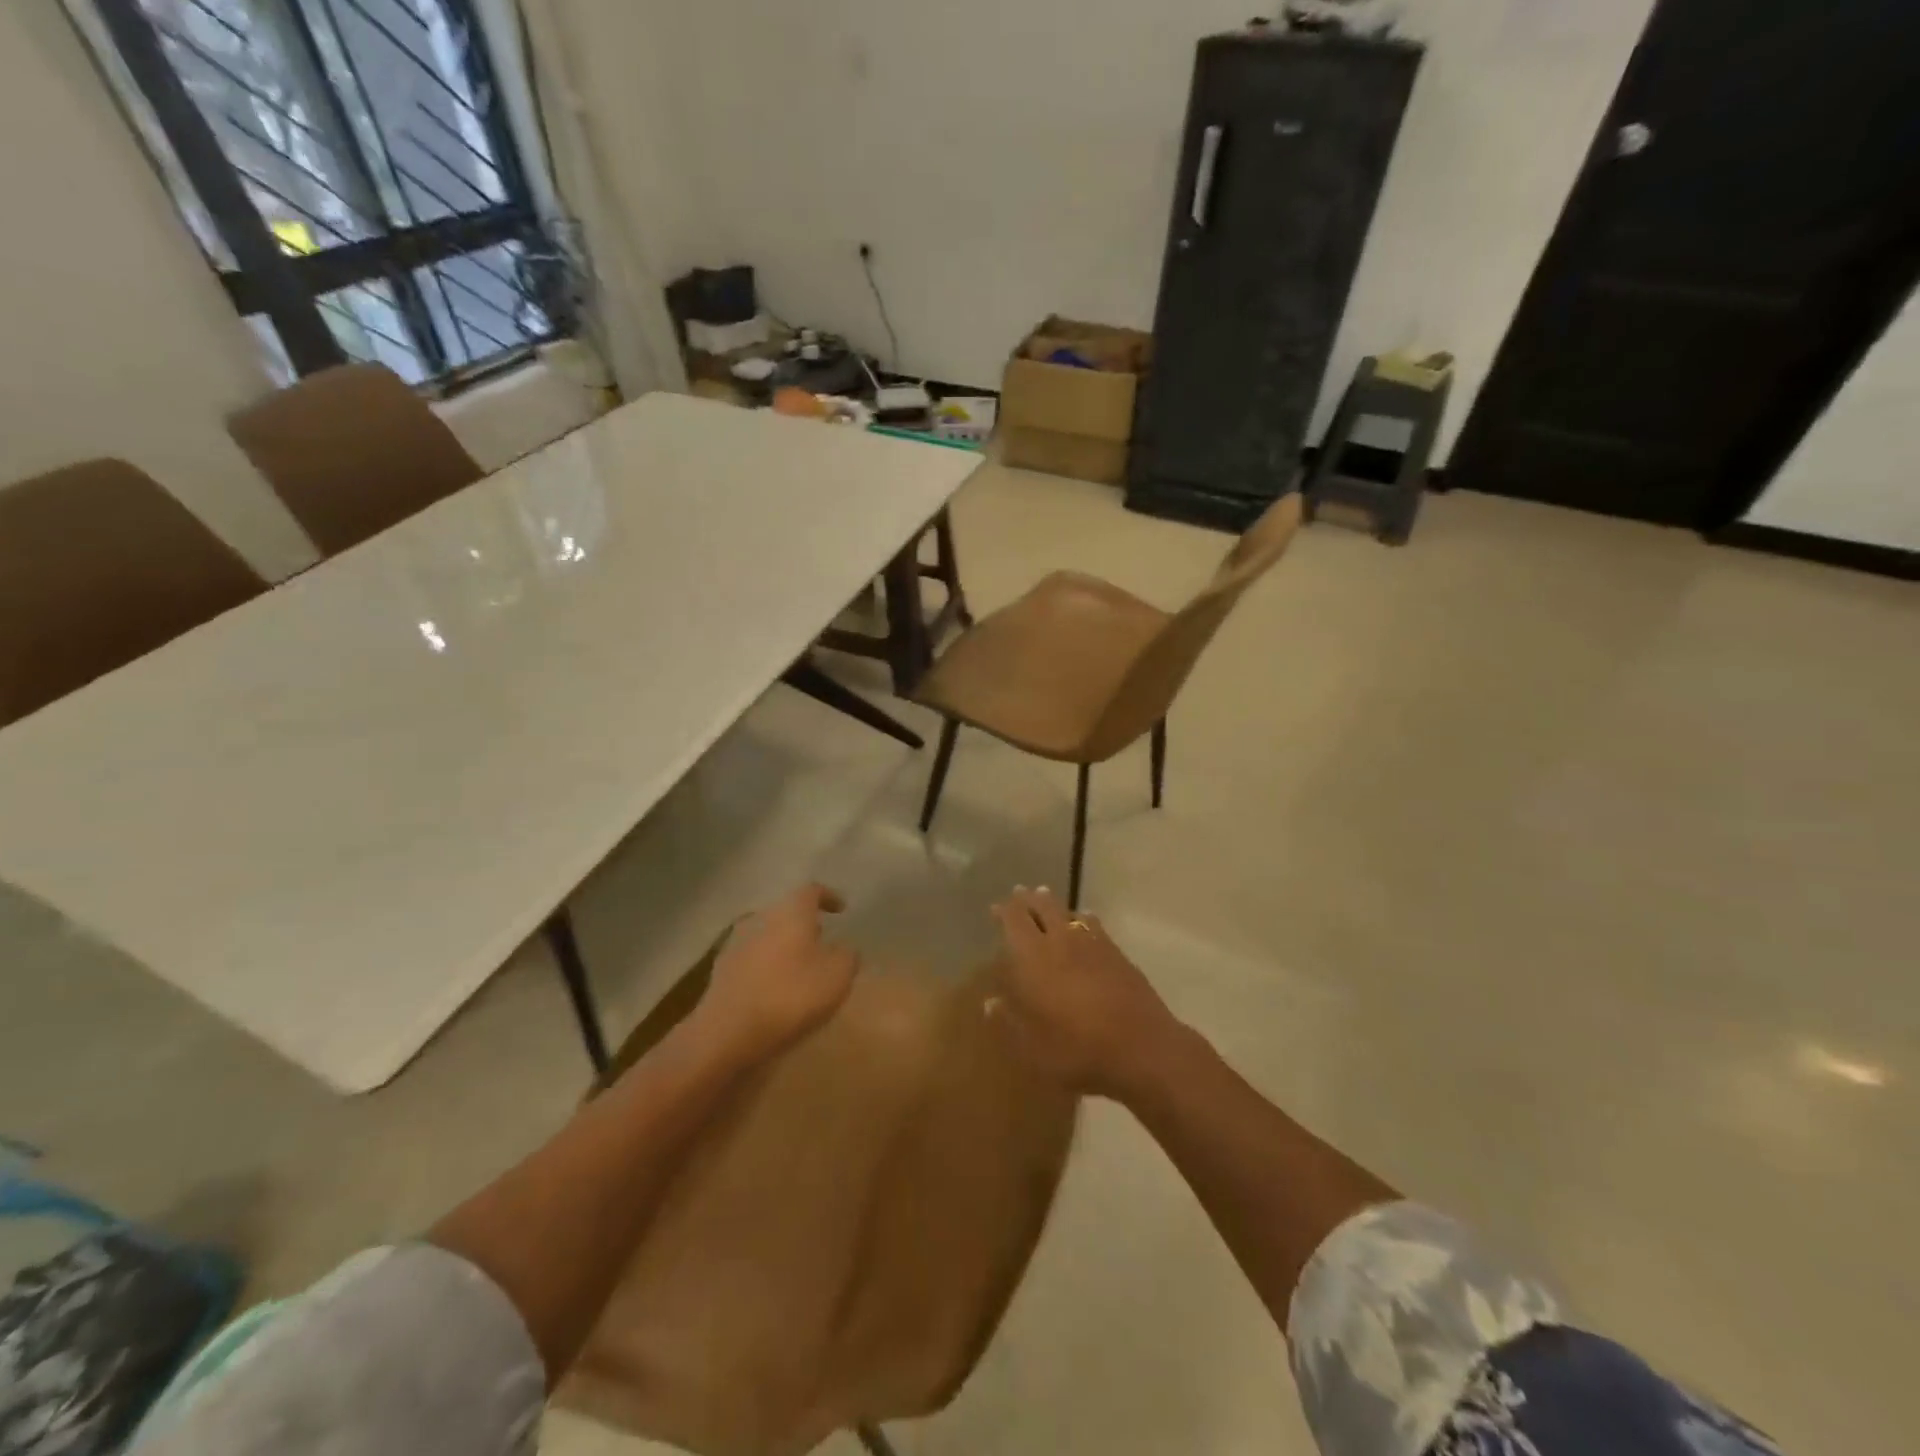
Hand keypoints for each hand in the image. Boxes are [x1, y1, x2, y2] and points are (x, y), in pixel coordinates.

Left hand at [698, 884, 857, 1058]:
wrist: (726, 1032)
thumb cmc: (790, 996)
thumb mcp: (837, 976)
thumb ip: (847, 956)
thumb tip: (844, 949)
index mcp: (791, 912)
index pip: (812, 891)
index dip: (829, 897)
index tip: (841, 910)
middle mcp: (761, 918)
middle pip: (786, 912)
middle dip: (805, 924)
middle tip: (822, 940)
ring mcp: (736, 943)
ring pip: (767, 935)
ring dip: (784, 946)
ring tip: (800, 967)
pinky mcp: (721, 970)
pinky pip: (752, 959)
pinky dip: (766, 966)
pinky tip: (775, 987)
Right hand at [989, 887, 1179, 1097]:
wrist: (1140, 1047)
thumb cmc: (1076, 1049)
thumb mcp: (1031, 1047)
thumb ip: (1008, 1021)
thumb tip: (990, 1002)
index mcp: (1033, 958)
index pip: (1015, 921)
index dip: (1005, 911)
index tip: (997, 907)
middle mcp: (1061, 941)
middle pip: (1043, 908)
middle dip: (1029, 899)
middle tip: (1021, 893)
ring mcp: (1092, 944)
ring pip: (1069, 913)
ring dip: (1054, 905)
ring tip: (1047, 899)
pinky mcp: (1117, 954)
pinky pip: (1095, 925)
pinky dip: (1084, 919)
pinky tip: (1085, 920)